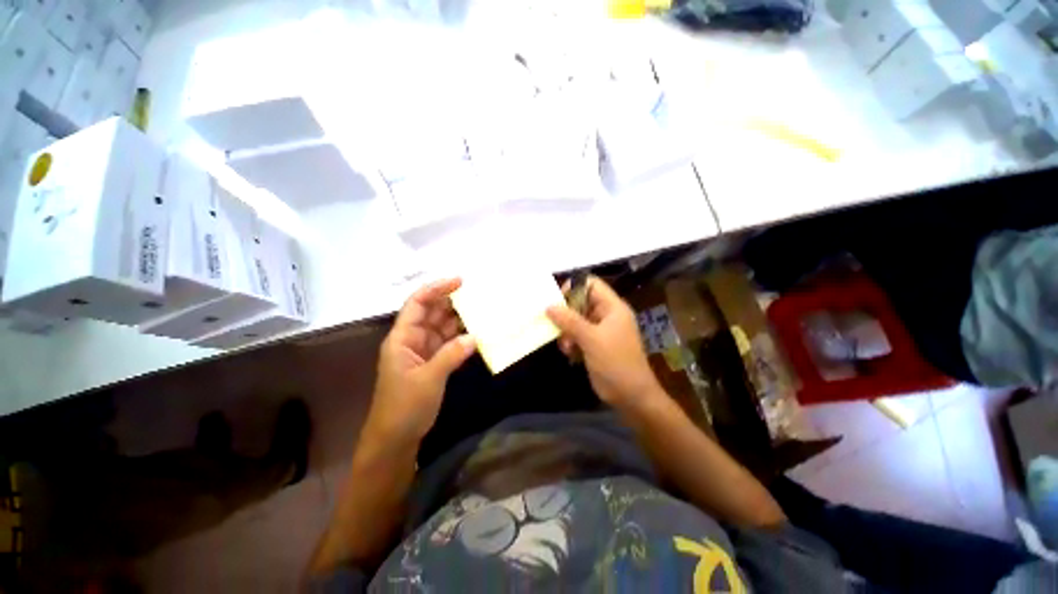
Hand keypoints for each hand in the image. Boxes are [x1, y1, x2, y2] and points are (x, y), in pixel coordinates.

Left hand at [366, 278, 475, 445]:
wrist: (396, 439)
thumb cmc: (404, 407)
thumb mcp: (429, 379)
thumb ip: (451, 355)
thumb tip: (474, 336)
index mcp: (402, 338)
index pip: (417, 304)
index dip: (436, 289)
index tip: (459, 281)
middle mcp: (412, 339)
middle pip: (432, 312)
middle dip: (452, 302)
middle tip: (477, 294)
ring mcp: (423, 351)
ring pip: (442, 327)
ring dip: (459, 319)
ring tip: (482, 310)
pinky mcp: (433, 362)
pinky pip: (448, 343)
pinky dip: (461, 337)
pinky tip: (476, 332)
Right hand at [546, 277, 661, 413]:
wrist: (631, 396)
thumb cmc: (615, 362)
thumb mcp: (591, 339)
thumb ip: (570, 321)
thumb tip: (549, 306)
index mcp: (612, 307)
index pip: (591, 284)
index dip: (574, 288)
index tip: (558, 301)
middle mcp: (606, 315)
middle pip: (581, 302)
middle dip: (567, 315)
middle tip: (558, 328)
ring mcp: (601, 330)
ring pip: (576, 320)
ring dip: (567, 332)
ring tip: (567, 346)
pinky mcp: (595, 344)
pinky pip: (578, 335)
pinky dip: (571, 342)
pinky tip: (571, 354)